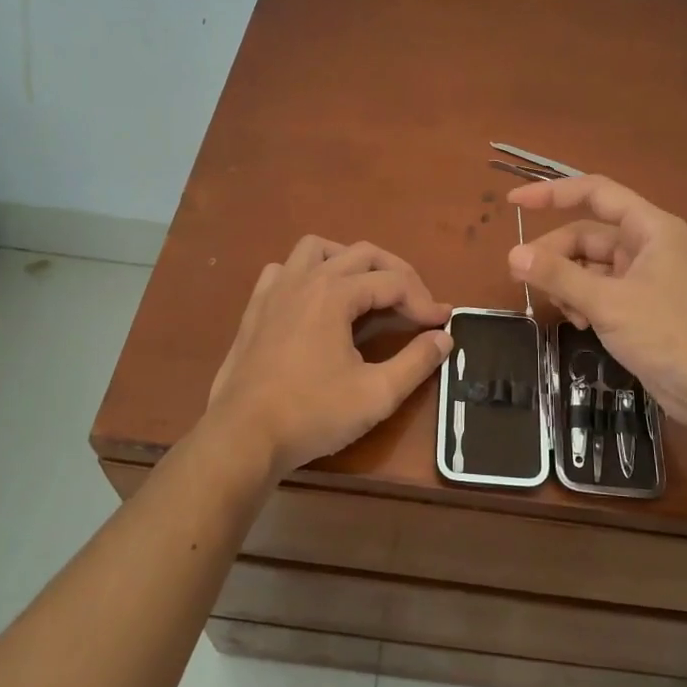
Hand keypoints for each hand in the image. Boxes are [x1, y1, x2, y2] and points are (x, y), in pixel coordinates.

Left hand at [206, 237, 452, 479]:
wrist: (242, 437)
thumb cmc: (311, 414)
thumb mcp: (376, 394)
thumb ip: (416, 362)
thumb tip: (444, 338)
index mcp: (335, 294)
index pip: (393, 283)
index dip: (424, 301)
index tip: (442, 323)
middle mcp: (305, 279)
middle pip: (362, 254)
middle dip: (398, 274)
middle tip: (417, 304)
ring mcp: (275, 290)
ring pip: (318, 249)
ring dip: (350, 260)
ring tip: (368, 288)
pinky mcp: (256, 308)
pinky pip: (283, 270)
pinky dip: (307, 273)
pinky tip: (315, 300)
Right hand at [506, 176, 686, 432]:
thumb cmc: (668, 333)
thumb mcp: (608, 302)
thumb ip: (559, 276)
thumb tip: (512, 255)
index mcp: (649, 228)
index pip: (595, 193)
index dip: (552, 193)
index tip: (513, 203)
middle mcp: (646, 245)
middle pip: (586, 234)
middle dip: (554, 254)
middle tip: (522, 278)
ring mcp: (643, 277)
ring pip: (589, 265)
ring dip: (567, 283)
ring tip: (560, 309)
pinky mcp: (640, 306)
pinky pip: (599, 291)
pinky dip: (582, 302)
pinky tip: (579, 324)